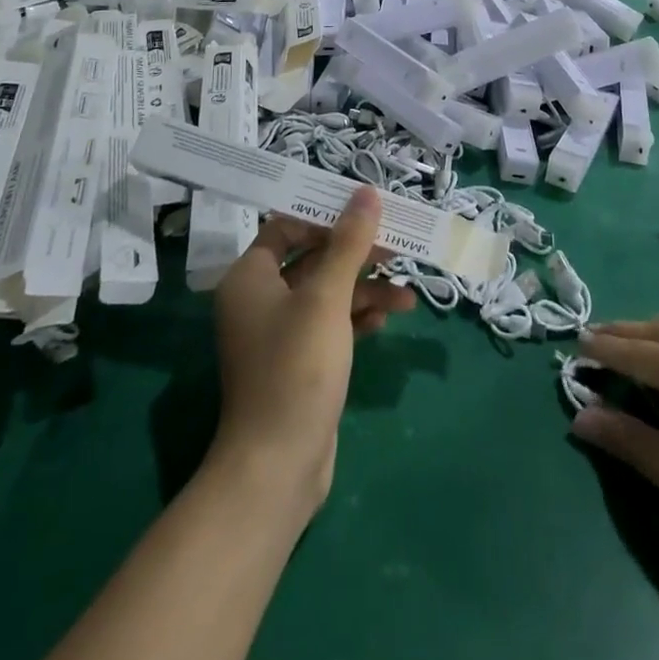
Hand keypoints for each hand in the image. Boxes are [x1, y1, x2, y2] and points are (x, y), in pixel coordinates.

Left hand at [211, 188, 414, 510]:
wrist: (278, 467)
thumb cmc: (297, 368)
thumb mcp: (327, 297)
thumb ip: (348, 243)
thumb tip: (365, 192)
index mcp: (251, 277)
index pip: (286, 227)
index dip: (324, 216)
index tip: (365, 211)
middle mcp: (260, 300)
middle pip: (313, 259)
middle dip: (356, 255)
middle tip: (396, 248)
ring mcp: (280, 334)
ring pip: (328, 294)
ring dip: (365, 290)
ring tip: (408, 295)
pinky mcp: (300, 362)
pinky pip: (331, 324)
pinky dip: (358, 317)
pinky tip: (388, 318)